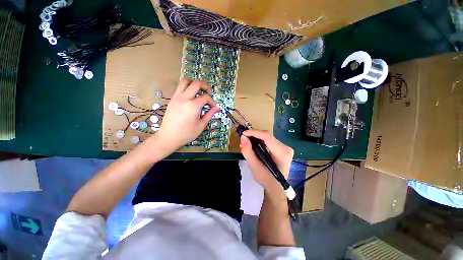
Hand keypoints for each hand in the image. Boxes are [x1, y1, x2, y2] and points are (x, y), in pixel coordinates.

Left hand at [153, 79, 219, 153]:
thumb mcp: (201, 125)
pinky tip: (191, 97)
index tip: (213, 107)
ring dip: (194, 83)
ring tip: (199, 91)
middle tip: (209, 93)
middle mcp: (184, 98)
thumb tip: (217, 108)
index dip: (211, 101)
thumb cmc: (187, 133)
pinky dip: (187, 88)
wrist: (169, 137)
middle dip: (205, 86)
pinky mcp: (172, 99)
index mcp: (193, 105)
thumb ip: (210, 114)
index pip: (205, 97)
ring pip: (185, 81)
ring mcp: (177, 97)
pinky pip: (180, 88)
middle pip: (196, 83)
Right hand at [240, 130, 293, 196]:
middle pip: (267, 136)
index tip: (243, 133)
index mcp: (282, 153)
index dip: (254, 133)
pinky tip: (253, 145)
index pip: (267, 137)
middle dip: (254, 136)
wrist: (276, 188)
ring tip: (246, 142)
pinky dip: (260, 141)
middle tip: (243, 139)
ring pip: (268, 138)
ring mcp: (285, 148)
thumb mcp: (254, 167)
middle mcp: (286, 148)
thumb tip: (243, 137)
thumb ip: (248, 152)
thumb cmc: (266, 179)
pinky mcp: (282, 149)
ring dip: (256, 138)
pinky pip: (269, 141)